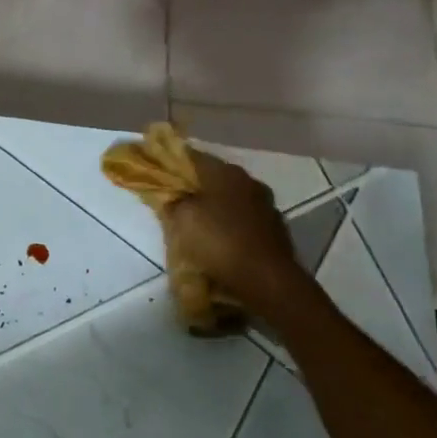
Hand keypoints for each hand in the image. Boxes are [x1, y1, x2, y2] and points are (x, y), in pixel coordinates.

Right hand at [165, 151, 310, 317]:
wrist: (266, 279)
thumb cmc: (219, 242)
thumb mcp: (183, 219)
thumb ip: (175, 201)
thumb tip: (174, 196)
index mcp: (226, 173)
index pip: (194, 158)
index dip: (175, 163)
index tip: (161, 172)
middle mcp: (249, 181)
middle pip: (216, 178)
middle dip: (197, 188)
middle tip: (178, 200)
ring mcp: (266, 205)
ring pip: (233, 199)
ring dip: (217, 207)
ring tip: (199, 223)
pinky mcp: (275, 229)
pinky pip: (245, 220)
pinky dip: (232, 225)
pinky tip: (222, 240)